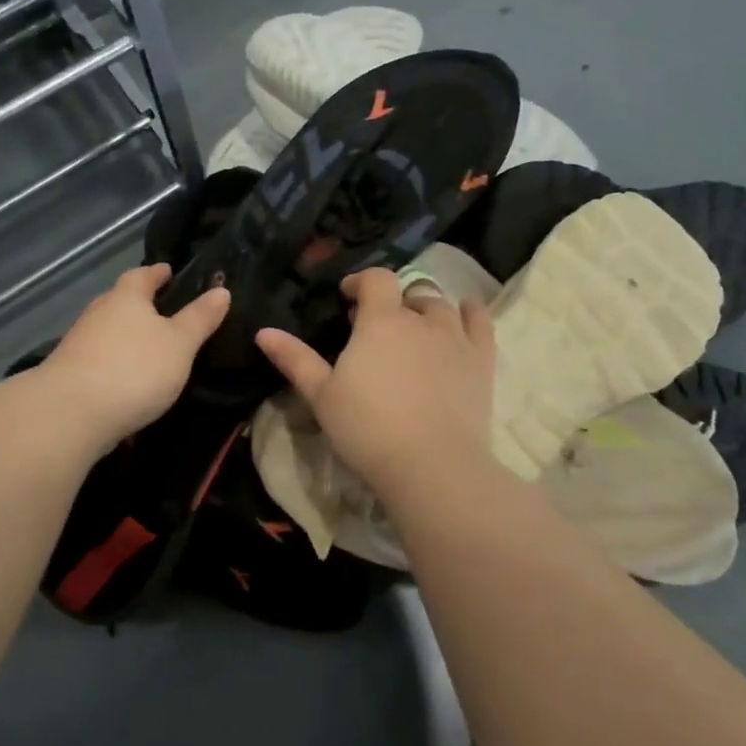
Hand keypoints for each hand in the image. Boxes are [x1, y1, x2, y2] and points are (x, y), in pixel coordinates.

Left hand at [41, 264, 229, 445]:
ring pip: (109, 329)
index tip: (170, 272)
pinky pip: (100, 357)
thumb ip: (200, 318)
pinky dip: (116, 360)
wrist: (70, 414)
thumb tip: (221, 290)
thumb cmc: (134, 369)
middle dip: (141, 303)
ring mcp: (80, 343)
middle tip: (166, 310)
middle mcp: (99, 312)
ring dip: (127, 334)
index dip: (158, 273)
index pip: (143, 275)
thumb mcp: (180, 344)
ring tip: (151, 346)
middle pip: (121, 300)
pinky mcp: (70, 372)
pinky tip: (129, 376)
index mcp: (126, 297)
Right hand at [256, 268, 496, 499]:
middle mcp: (421, 319)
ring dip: (426, 309)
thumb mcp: (321, 396)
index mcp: (380, 321)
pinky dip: (470, 313)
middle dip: (393, 302)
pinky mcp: (482, 360)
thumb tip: (263, 332)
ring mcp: (456, 337)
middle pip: (410, 292)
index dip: (361, 281)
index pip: (375, 279)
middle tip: (378, 327)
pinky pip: (481, 321)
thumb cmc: (368, 429)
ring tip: (416, 329)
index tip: (348, 297)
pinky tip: (464, 316)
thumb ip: (295, 359)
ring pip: (443, 305)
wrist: (431, 466)